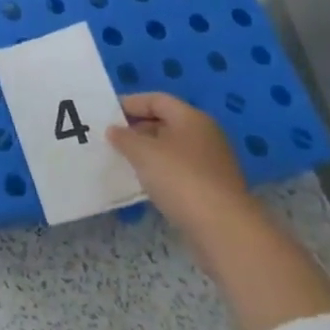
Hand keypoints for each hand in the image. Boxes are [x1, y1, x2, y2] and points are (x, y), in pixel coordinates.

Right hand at [107, 93, 251, 237]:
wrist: (223, 229)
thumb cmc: (180, 179)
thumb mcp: (143, 153)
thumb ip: (124, 137)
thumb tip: (114, 130)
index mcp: (191, 118)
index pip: (156, 99)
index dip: (130, 103)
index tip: (105, 115)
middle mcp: (205, 135)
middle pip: (165, 122)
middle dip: (137, 128)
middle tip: (111, 139)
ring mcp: (211, 162)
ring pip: (172, 148)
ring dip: (147, 152)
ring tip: (123, 160)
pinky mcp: (212, 187)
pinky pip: (179, 170)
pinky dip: (160, 171)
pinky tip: (144, 183)